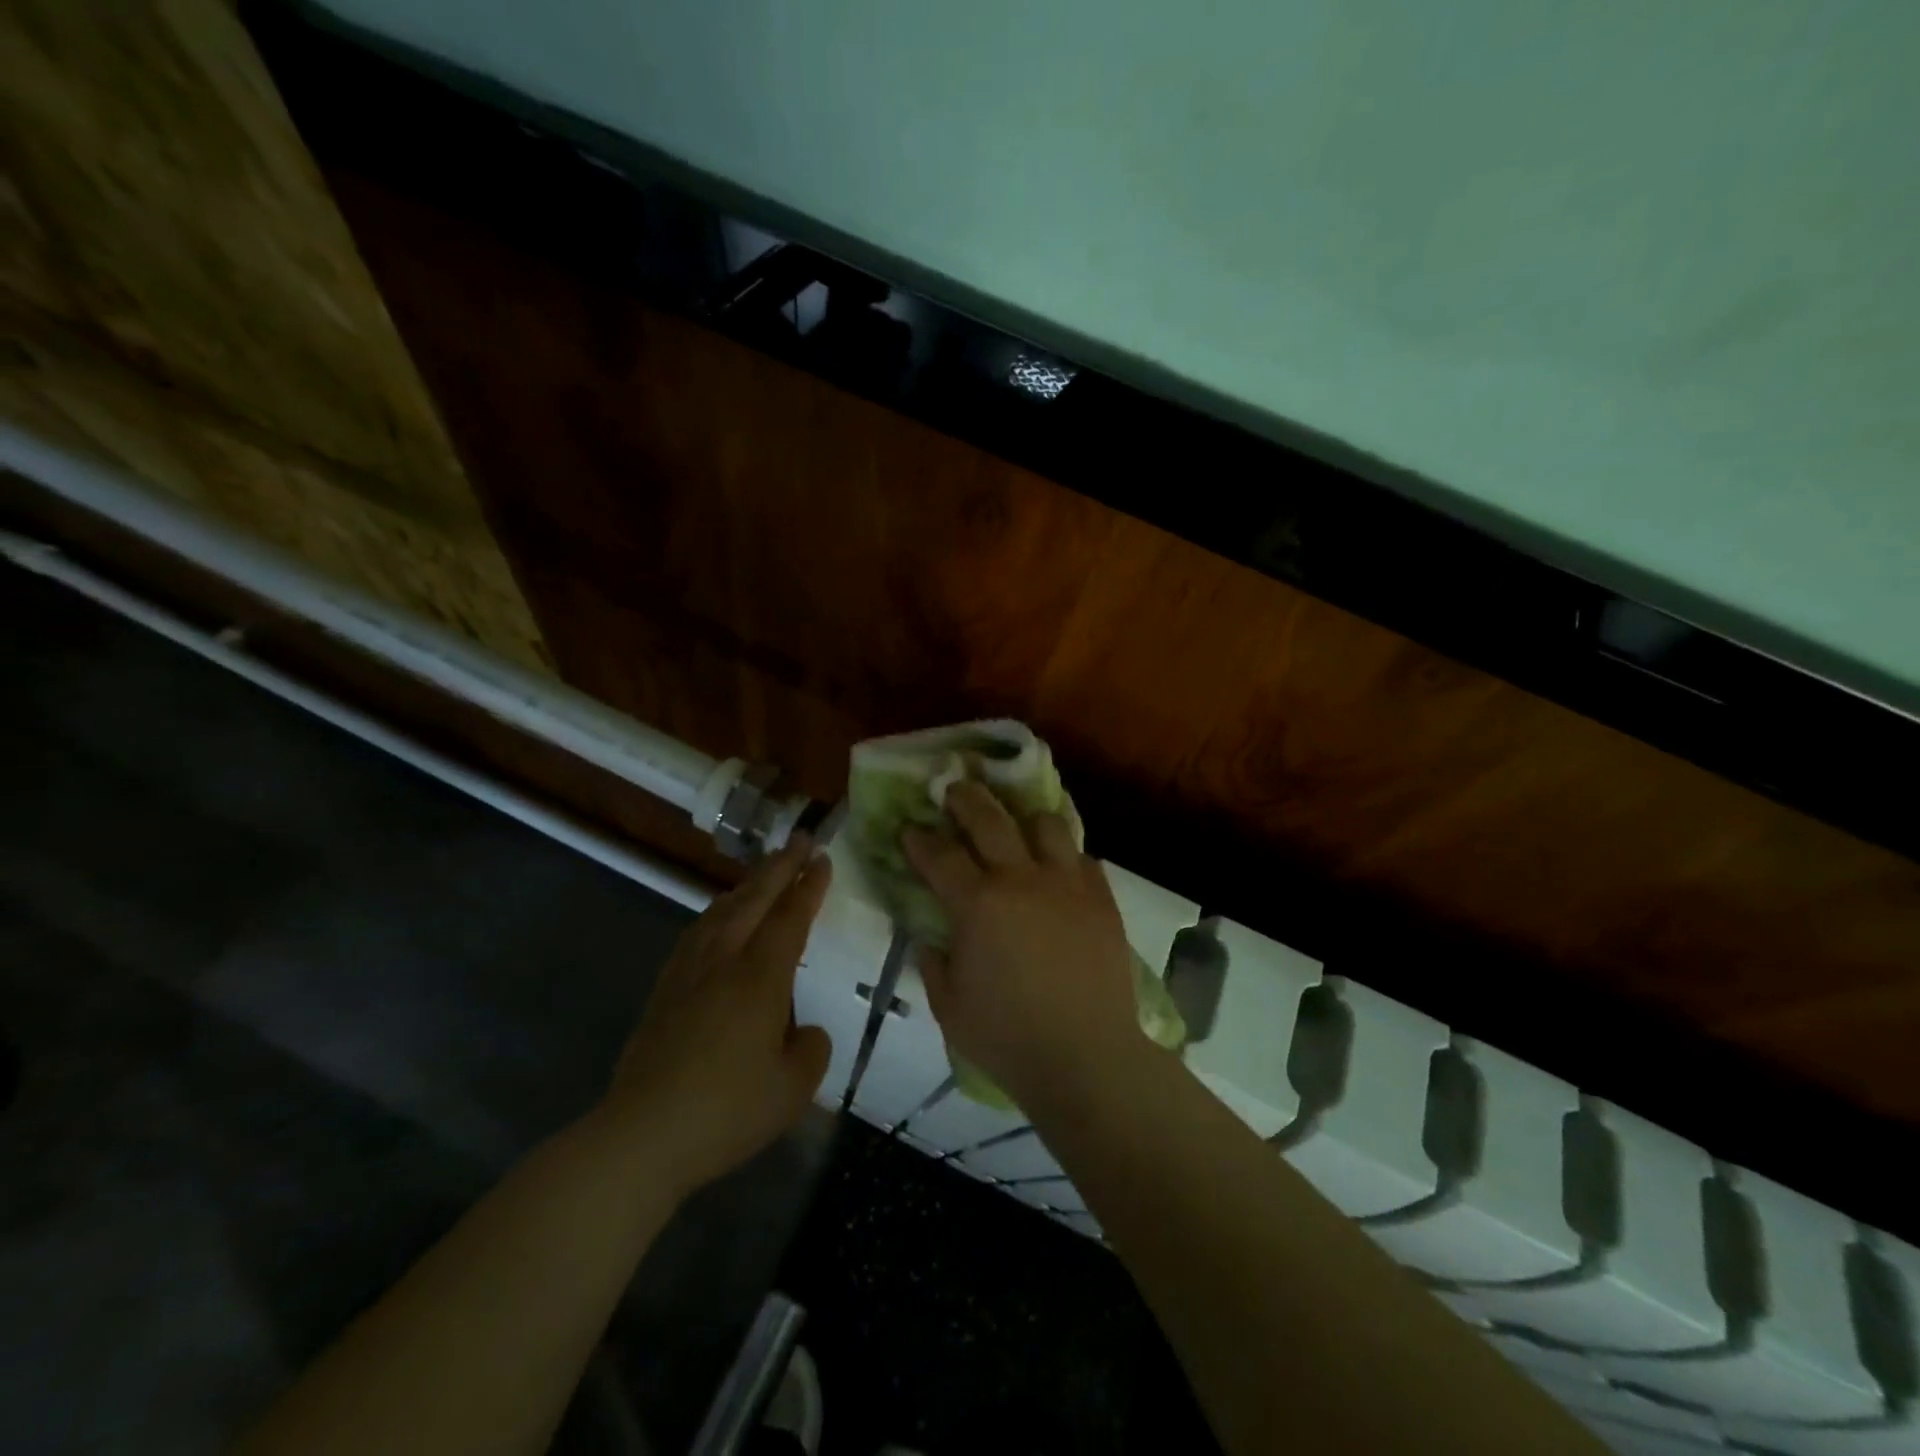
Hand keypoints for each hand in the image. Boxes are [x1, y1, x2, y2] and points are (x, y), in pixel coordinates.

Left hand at [599, 838, 832, 1197]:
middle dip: (780, 867)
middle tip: (799, 840)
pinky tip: (718, 918)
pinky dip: (718, 911)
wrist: (641, 1136)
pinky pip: (698, 931)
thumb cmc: (726, 1111)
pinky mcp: (664, 989)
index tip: (822, 858)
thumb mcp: (792, 1089)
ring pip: (721, 910)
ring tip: (764, 872)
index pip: (790, 918)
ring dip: (748, 885)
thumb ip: (811, 1051)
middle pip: (754, 900)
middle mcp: (724, 961)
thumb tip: (805, 1031)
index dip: (809, 886)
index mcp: (760, 978)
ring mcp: (688, 972)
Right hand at [902, 781, 1142, 1104]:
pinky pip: (1083, 858)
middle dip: (965, 798)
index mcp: (977, 903)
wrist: (1086, 1056)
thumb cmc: (1007, 1036)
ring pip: (1046, 824)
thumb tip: (931, 938)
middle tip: (954, 789)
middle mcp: (1021, 878)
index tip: (909, 829)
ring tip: (1017, 827)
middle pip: (989, 818)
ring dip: (1024, 820)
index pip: (939, 855)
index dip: (919, 838)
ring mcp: (1067, 884)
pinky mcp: (1101, 898)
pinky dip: (1065, 856)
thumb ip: (934, 962)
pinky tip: (1058, 869)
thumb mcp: (948, 1005)